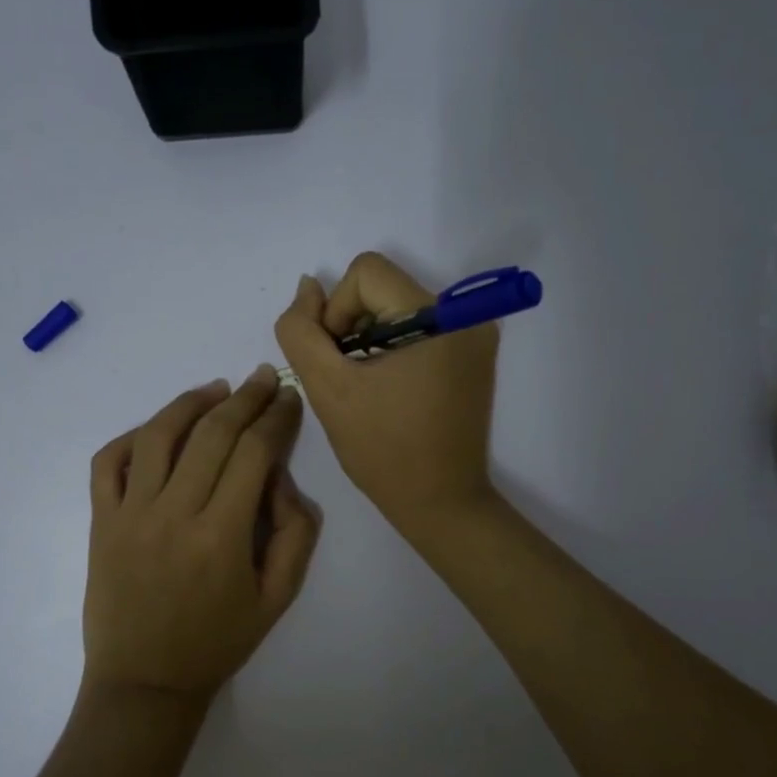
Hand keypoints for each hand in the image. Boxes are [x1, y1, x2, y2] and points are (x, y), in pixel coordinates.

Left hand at [83, 365, 320, 701]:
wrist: (144, 684)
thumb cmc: (217, 643)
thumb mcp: (278, 599)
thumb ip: (296, 535)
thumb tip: (281, 479)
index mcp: (222, 536)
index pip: (254, 453)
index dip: (276, 418)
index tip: (289, 398)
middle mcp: (174, 514)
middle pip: (212, 434)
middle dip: (245, 398)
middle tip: (264, 376)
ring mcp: (130, 515)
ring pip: (159, 436)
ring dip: (191, 403)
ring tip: (217, 388)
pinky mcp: (101, 522)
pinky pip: (109, 462)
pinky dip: (133, 435)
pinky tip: (160, 428)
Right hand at [274, 252, 499, 531]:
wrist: (441, 503)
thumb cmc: (384, 451)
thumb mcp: (329, 389)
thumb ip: (301, 332)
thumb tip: (307, 287)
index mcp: (440, 318)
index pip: (366, 273)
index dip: (336, 311)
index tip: (338, 360)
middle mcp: (466, 316)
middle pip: (383, 288)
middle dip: (353, 327)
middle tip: (349, 378)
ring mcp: (475, 336)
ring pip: (397, 309)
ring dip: (370, 340)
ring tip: (368, 387)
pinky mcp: (473, 355)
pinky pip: (419, 329)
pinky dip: (393, 349)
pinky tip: (389, 389)